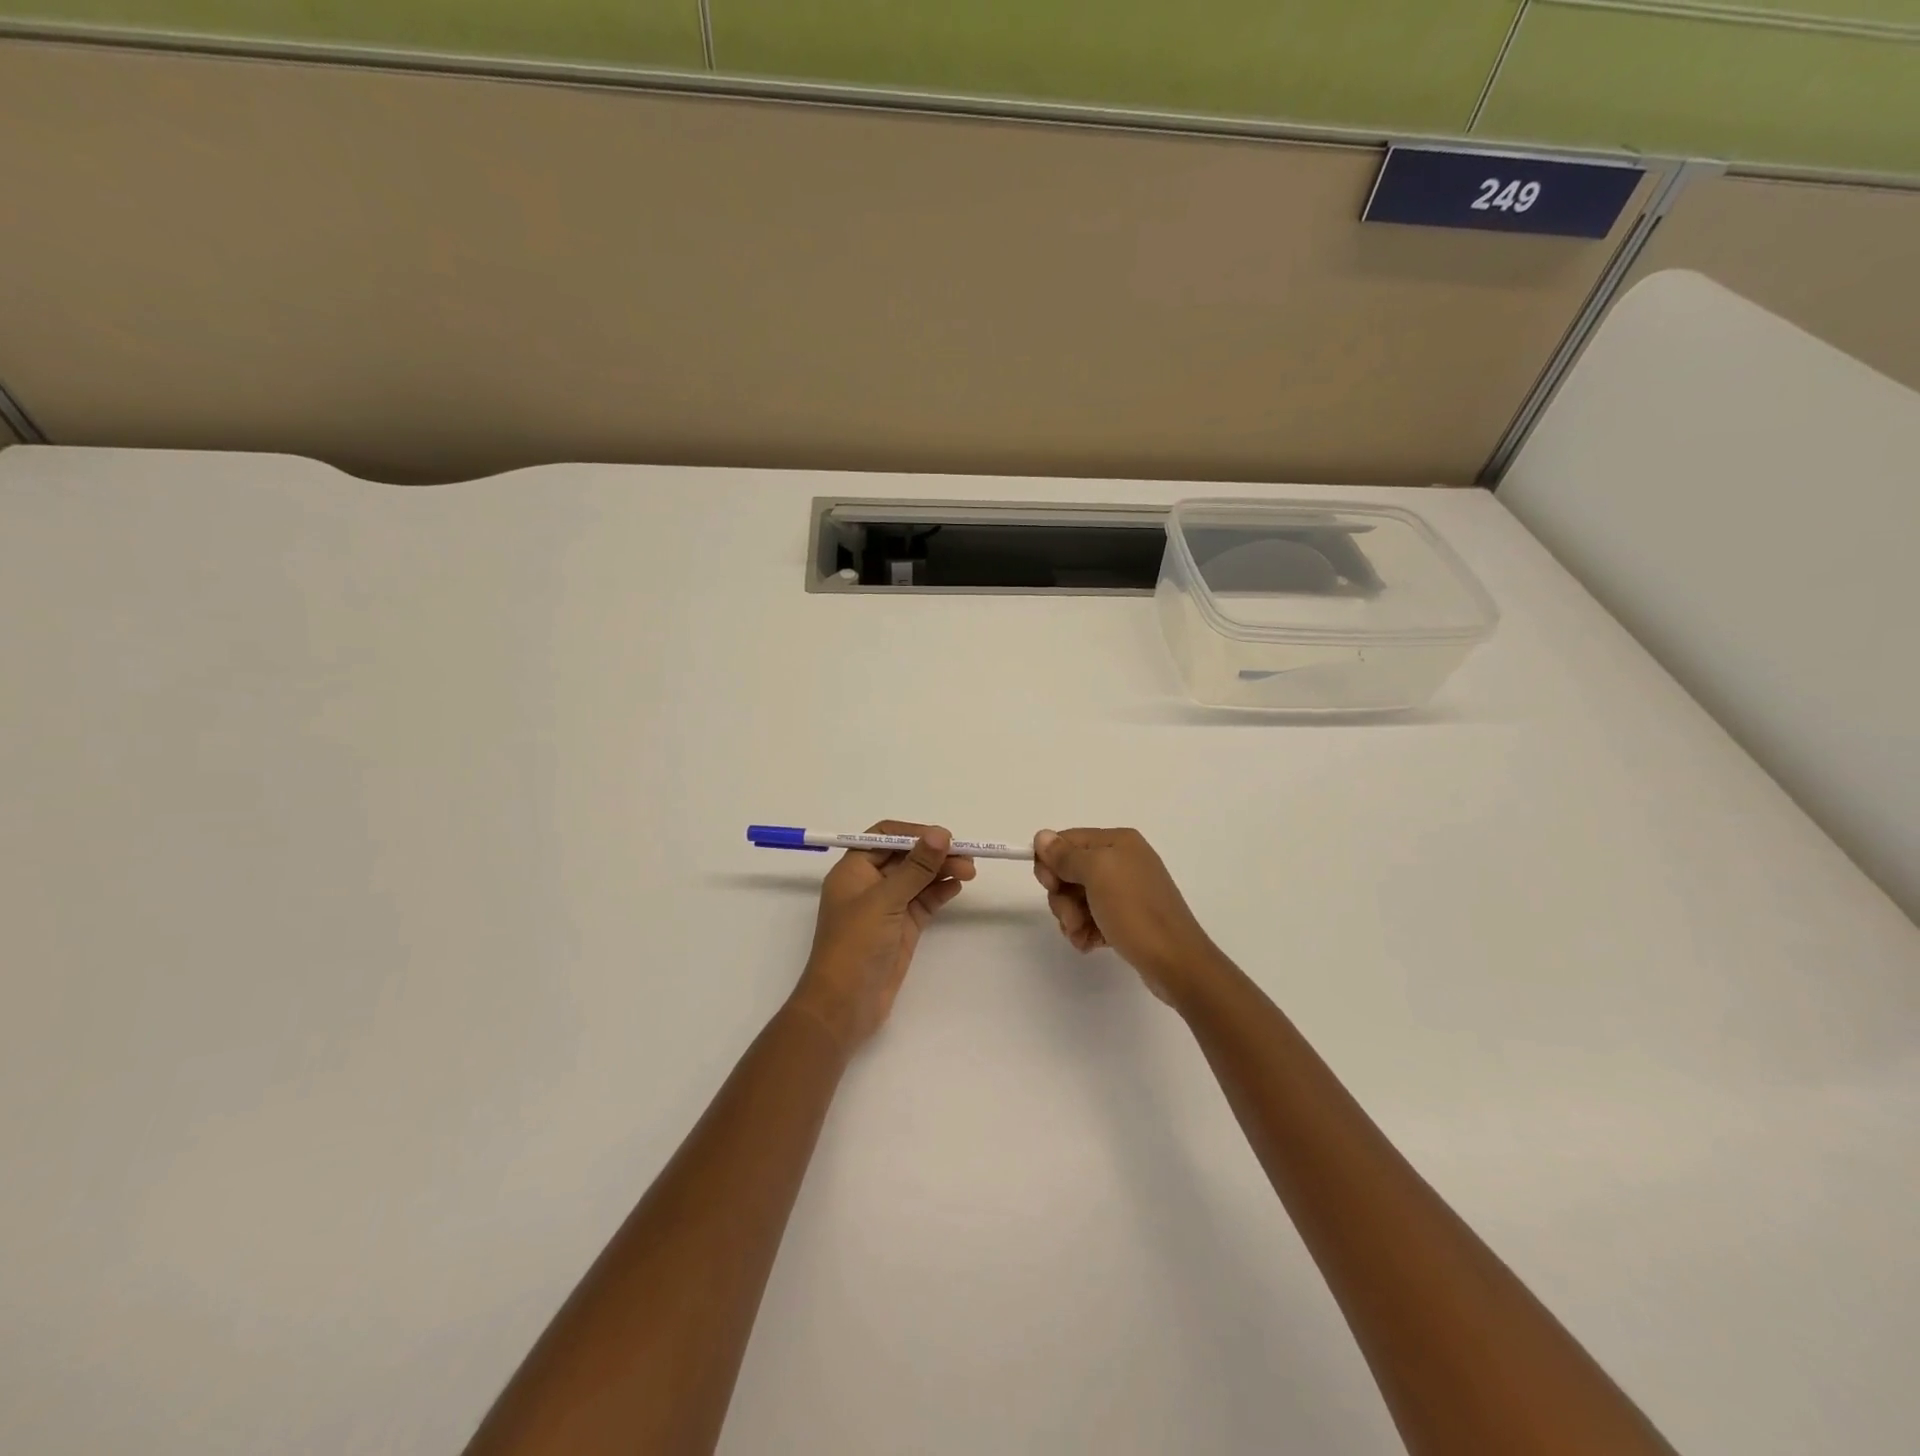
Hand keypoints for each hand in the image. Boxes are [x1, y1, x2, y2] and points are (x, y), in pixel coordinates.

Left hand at [789, 821, 975, 1051]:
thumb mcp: (885, 901)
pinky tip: (957, 885)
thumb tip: (941, 834)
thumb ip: (916, 867)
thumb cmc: (854, 946)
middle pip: (906, 857)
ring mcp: (887, 907)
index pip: (885, 837)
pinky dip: (940, 891)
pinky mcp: (902, 927)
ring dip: (942, 871)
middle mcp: (869, 884)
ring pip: (918, 878)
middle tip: (967, 857)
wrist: (844, 1006)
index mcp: (853, 870)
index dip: (914, 834)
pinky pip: (924, 901)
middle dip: (935, 853)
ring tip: (970, 871)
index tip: (943, 837)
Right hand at [1033, 827, 1223, 1005]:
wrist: (1175, 962)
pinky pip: (1092, 917)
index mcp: (1117, 842)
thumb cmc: (1135, 911)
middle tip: (1072, 917)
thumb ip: (1066, 855)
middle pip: (1069, 870)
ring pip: (1077, 897)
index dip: (1051, 862)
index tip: (1050, 886)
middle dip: (1063, 896)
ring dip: (1072, 917)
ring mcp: (1125, 891)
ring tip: (1082, 934)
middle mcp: (1122, 861)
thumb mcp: (1097, 874)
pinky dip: (1085, 930)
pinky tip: (1091, 944)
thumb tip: (1041, 835)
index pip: (1066, 840)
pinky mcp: (1126, 918)